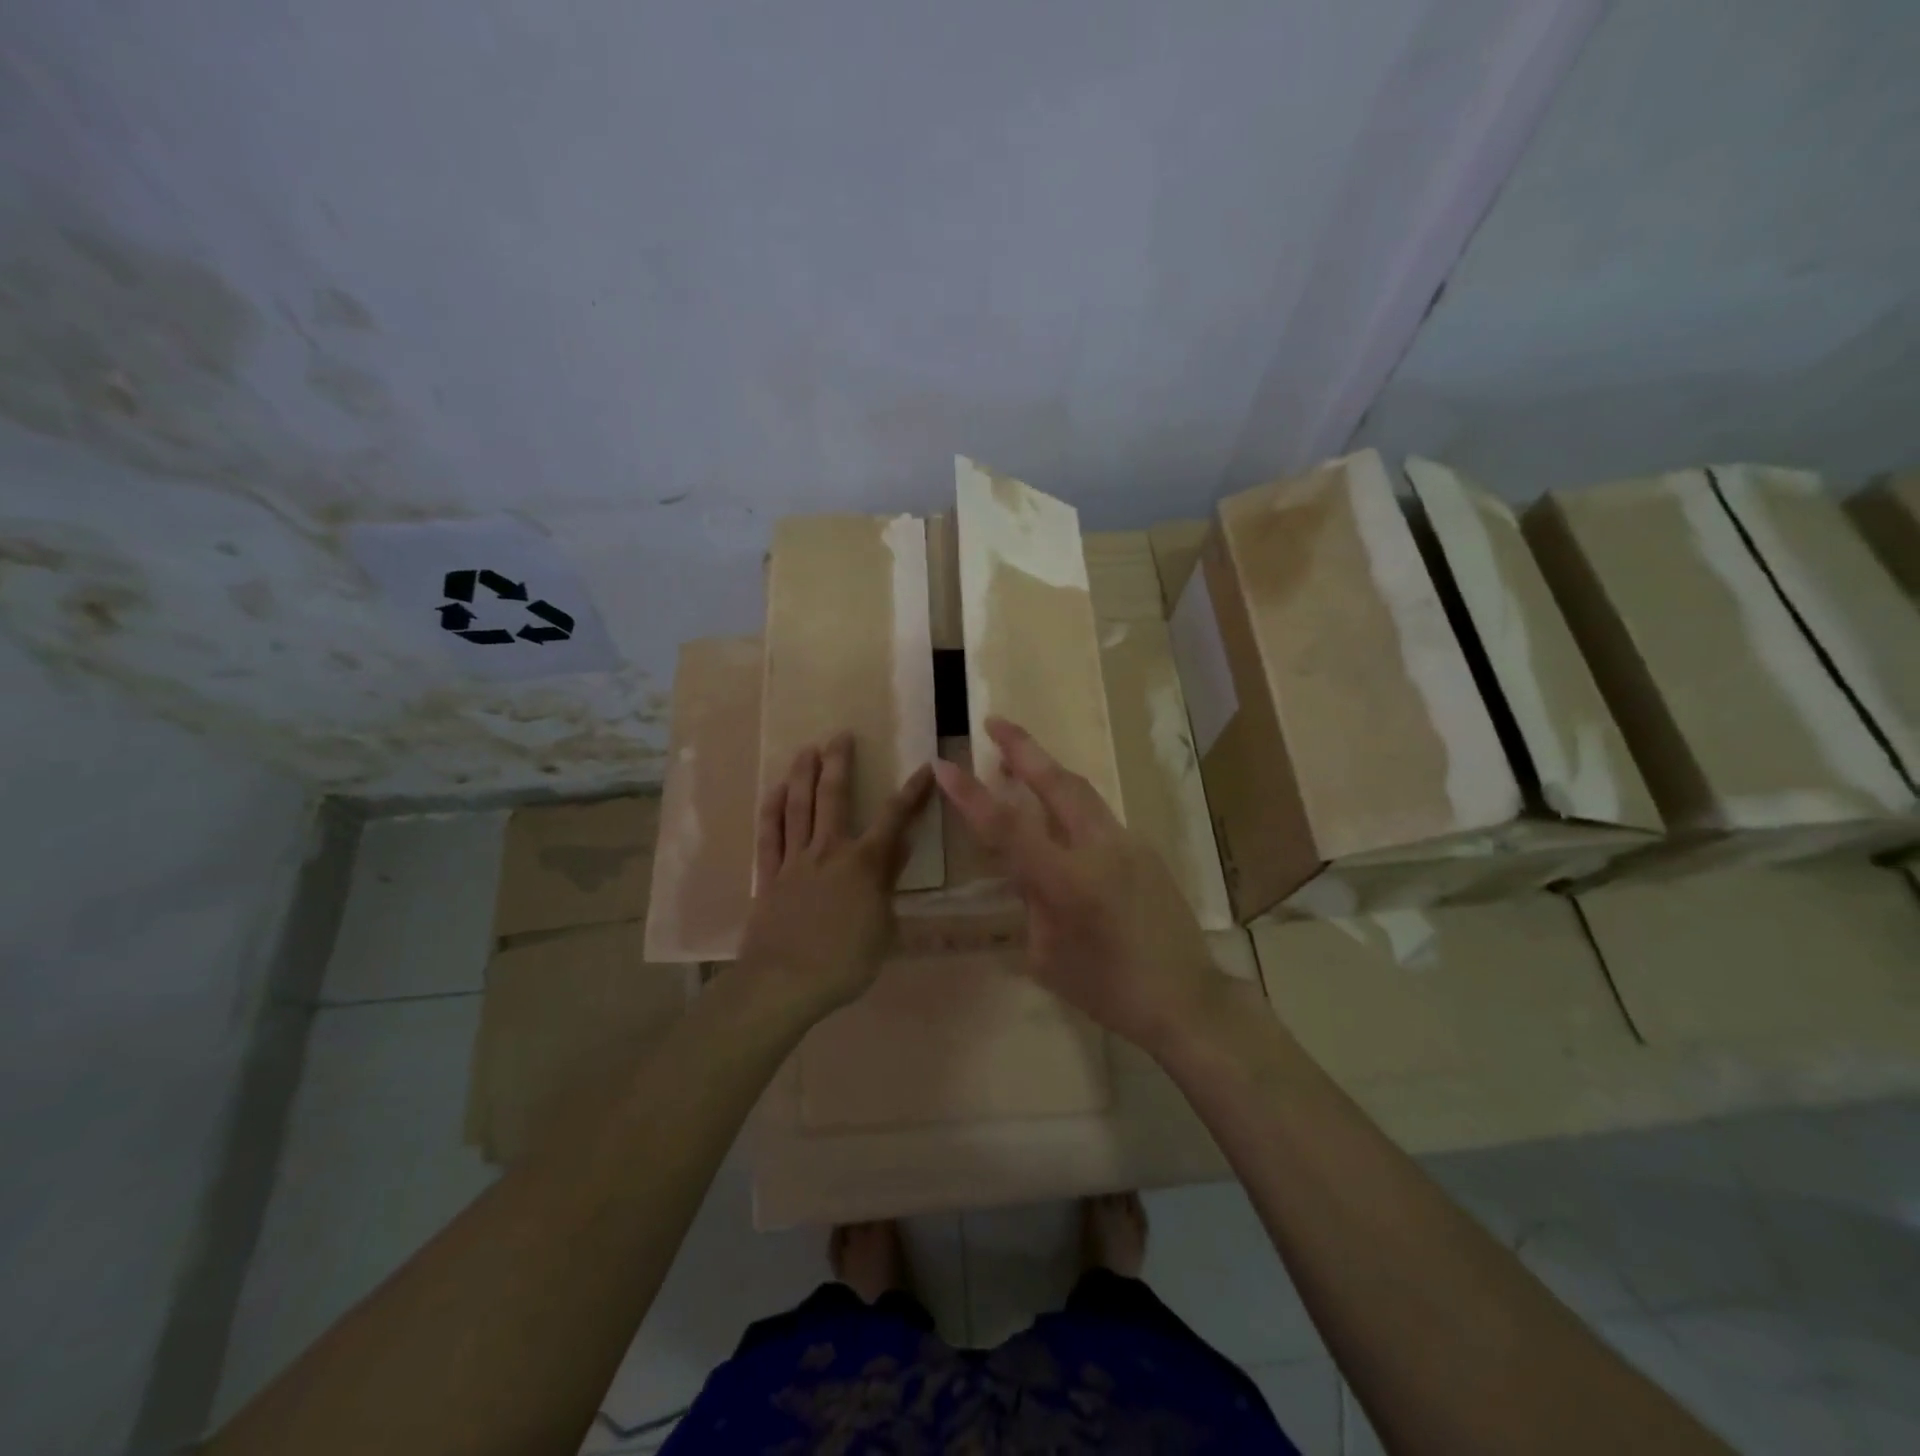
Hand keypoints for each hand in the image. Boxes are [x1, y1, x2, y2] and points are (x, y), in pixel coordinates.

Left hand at [737, 733, 933, 1020]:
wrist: (784, 983)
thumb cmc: (845, 962)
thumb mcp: (884, 927)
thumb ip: (889, 882)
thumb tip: (900, 845)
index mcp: (864, 864)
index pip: (894, 818)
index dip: (911, 792)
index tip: (924, 767)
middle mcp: (829, 851)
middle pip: (833, 797)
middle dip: (839, 763)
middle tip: (840, 735)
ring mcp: (794, 861)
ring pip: (798, 808)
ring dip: (802, 776)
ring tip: (806, 749)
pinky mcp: (768, 876)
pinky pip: (769, 836)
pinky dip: (771, 811)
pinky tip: (773, 792)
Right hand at [932, 717, 1221, 1054]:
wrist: (1186, 999)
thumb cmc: (1108, 991)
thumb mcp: (1048, 956)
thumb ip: (1032, 902)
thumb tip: (1028, 870)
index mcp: (1067, 881)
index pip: (1008, 827)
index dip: (971, 795)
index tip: (943, 765)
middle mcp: (1100, 849)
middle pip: (1057, 782)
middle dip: (1023, 748)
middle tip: (994, 722)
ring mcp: (1129, 844)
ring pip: (1082, 792)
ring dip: (1048, 771)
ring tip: (1017, 761)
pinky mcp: (1145, 849)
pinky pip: (1099, 817)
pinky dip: (1070, 804)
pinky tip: (1058, 818)